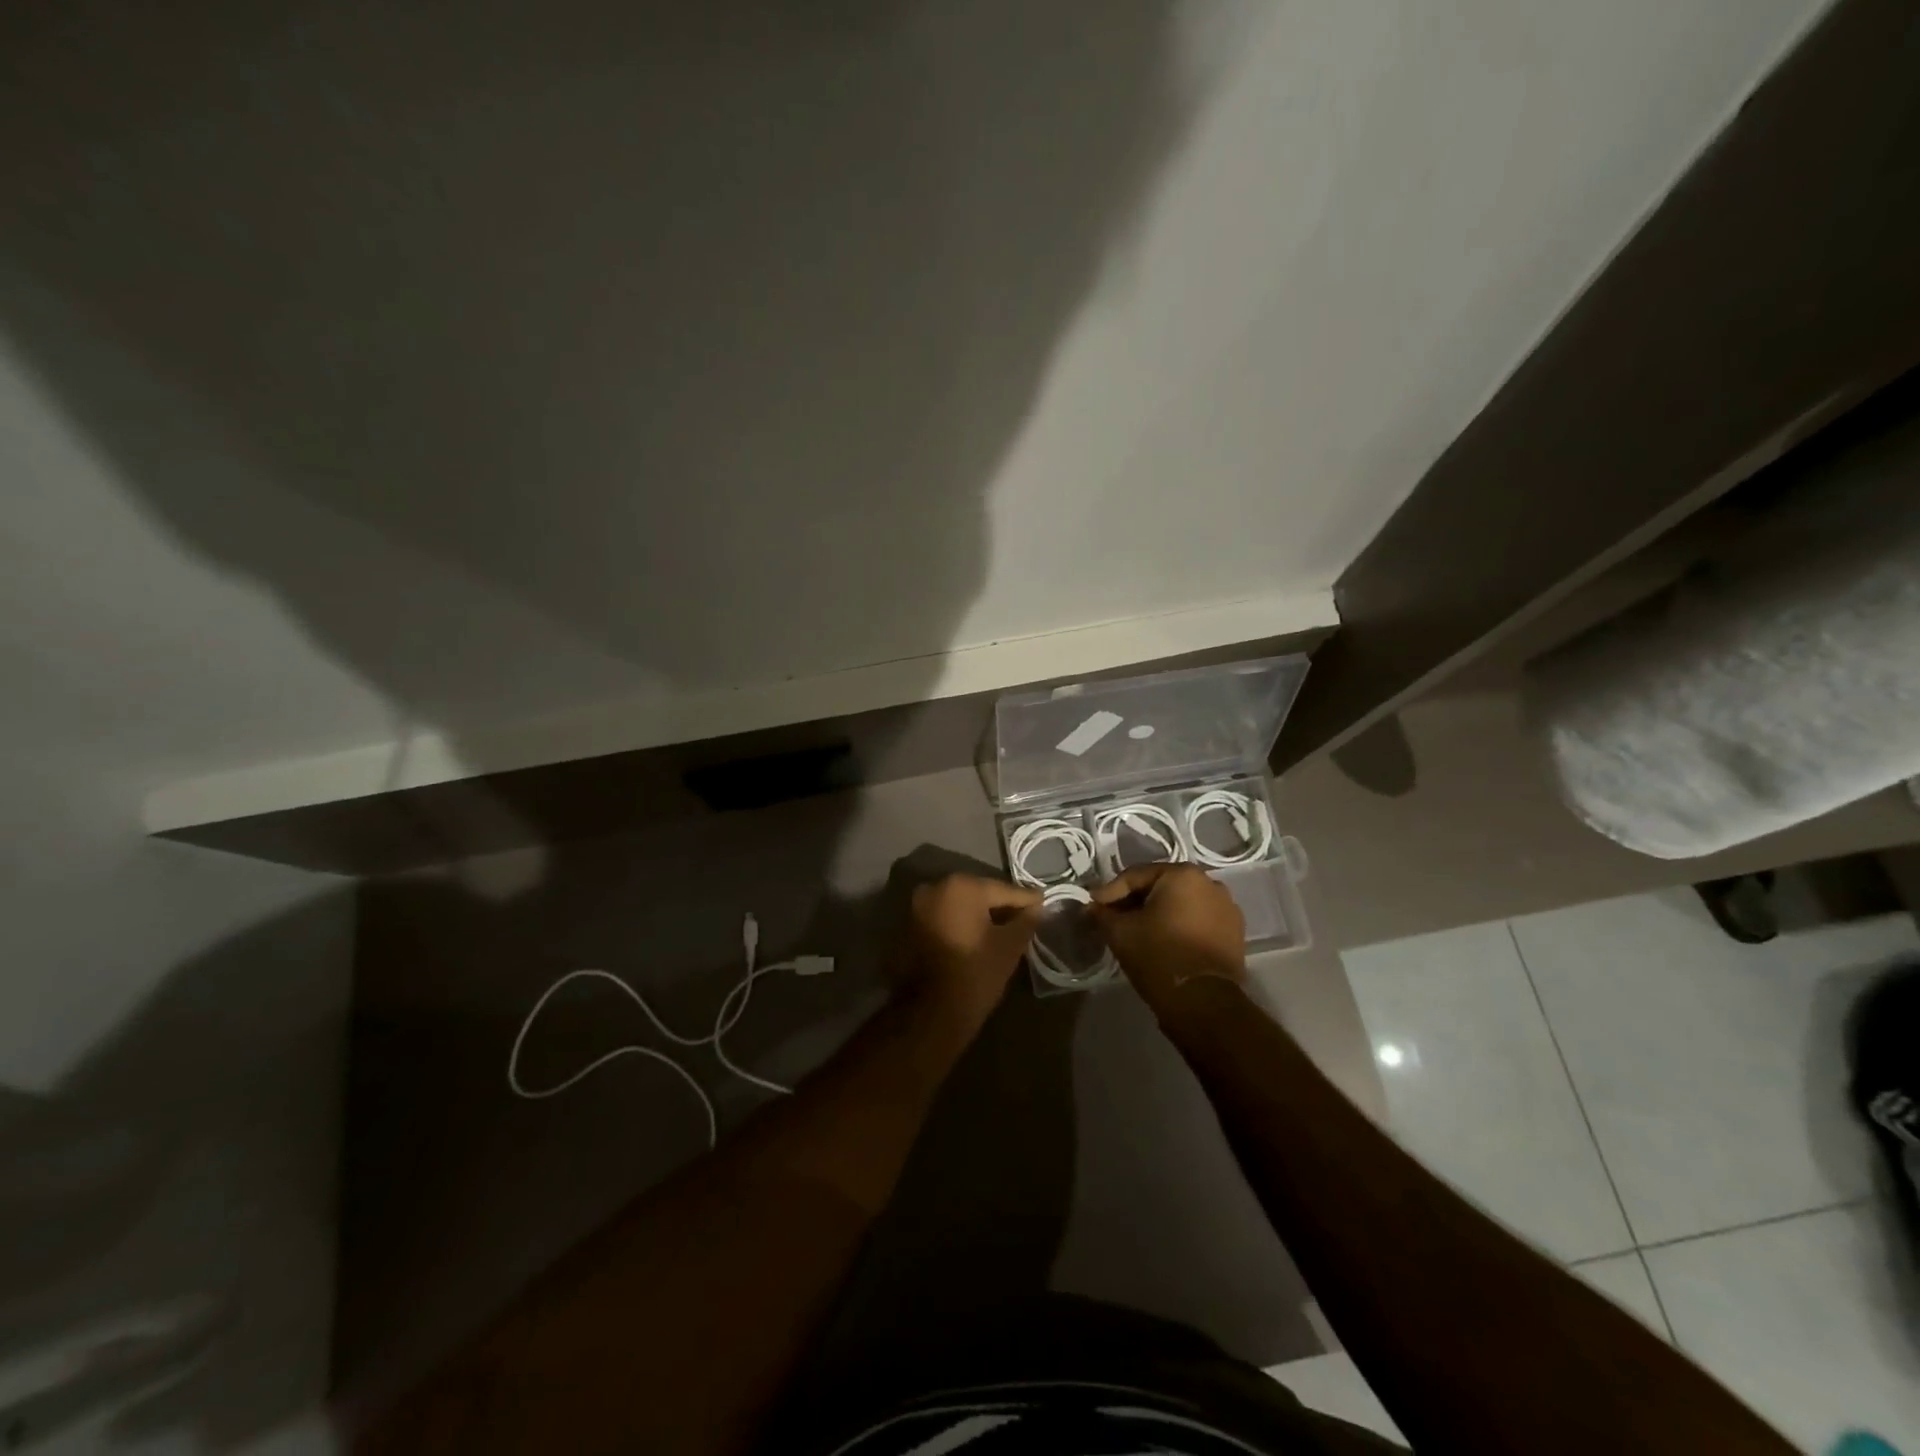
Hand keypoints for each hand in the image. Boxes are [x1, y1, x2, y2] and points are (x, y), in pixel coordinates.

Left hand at [903, 874, 1042, 1031]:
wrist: (930, 1013)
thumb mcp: (1010, 946)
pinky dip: (959, 923)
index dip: (1026, 899)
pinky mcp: (909, 925)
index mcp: (961, 886)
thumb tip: (1035, 908)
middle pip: (978, 893)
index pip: (1003, 890)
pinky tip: (975, 938)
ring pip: (958, 905)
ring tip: (1001, 929)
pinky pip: (943, 917)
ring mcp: (918, 906)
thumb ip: (1026, 921)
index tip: (1043, 902)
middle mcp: (935, 887)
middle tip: (1023, 917)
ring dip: (978, 914)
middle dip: (1000, 905)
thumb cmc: (975, 974)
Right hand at [1090, 863, 1245, 1014]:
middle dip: (1134, 901)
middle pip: (1160, 887)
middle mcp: (1209, 882)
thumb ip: (1102, 914)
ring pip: (1180, 904)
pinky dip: (1178, 926)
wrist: (1204, 1003)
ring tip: (1136, 931)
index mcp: (1182, 874)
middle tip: (1111, 918)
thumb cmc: (1158, 956)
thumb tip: (1091, 908)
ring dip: (1157, 913)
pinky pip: (1197, 920)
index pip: (1135, 876)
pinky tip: (1162, 940)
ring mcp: (1226, 908)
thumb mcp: (1120, 933)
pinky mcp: (1234, 932)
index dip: (1109, 892)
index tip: (1092, 906)